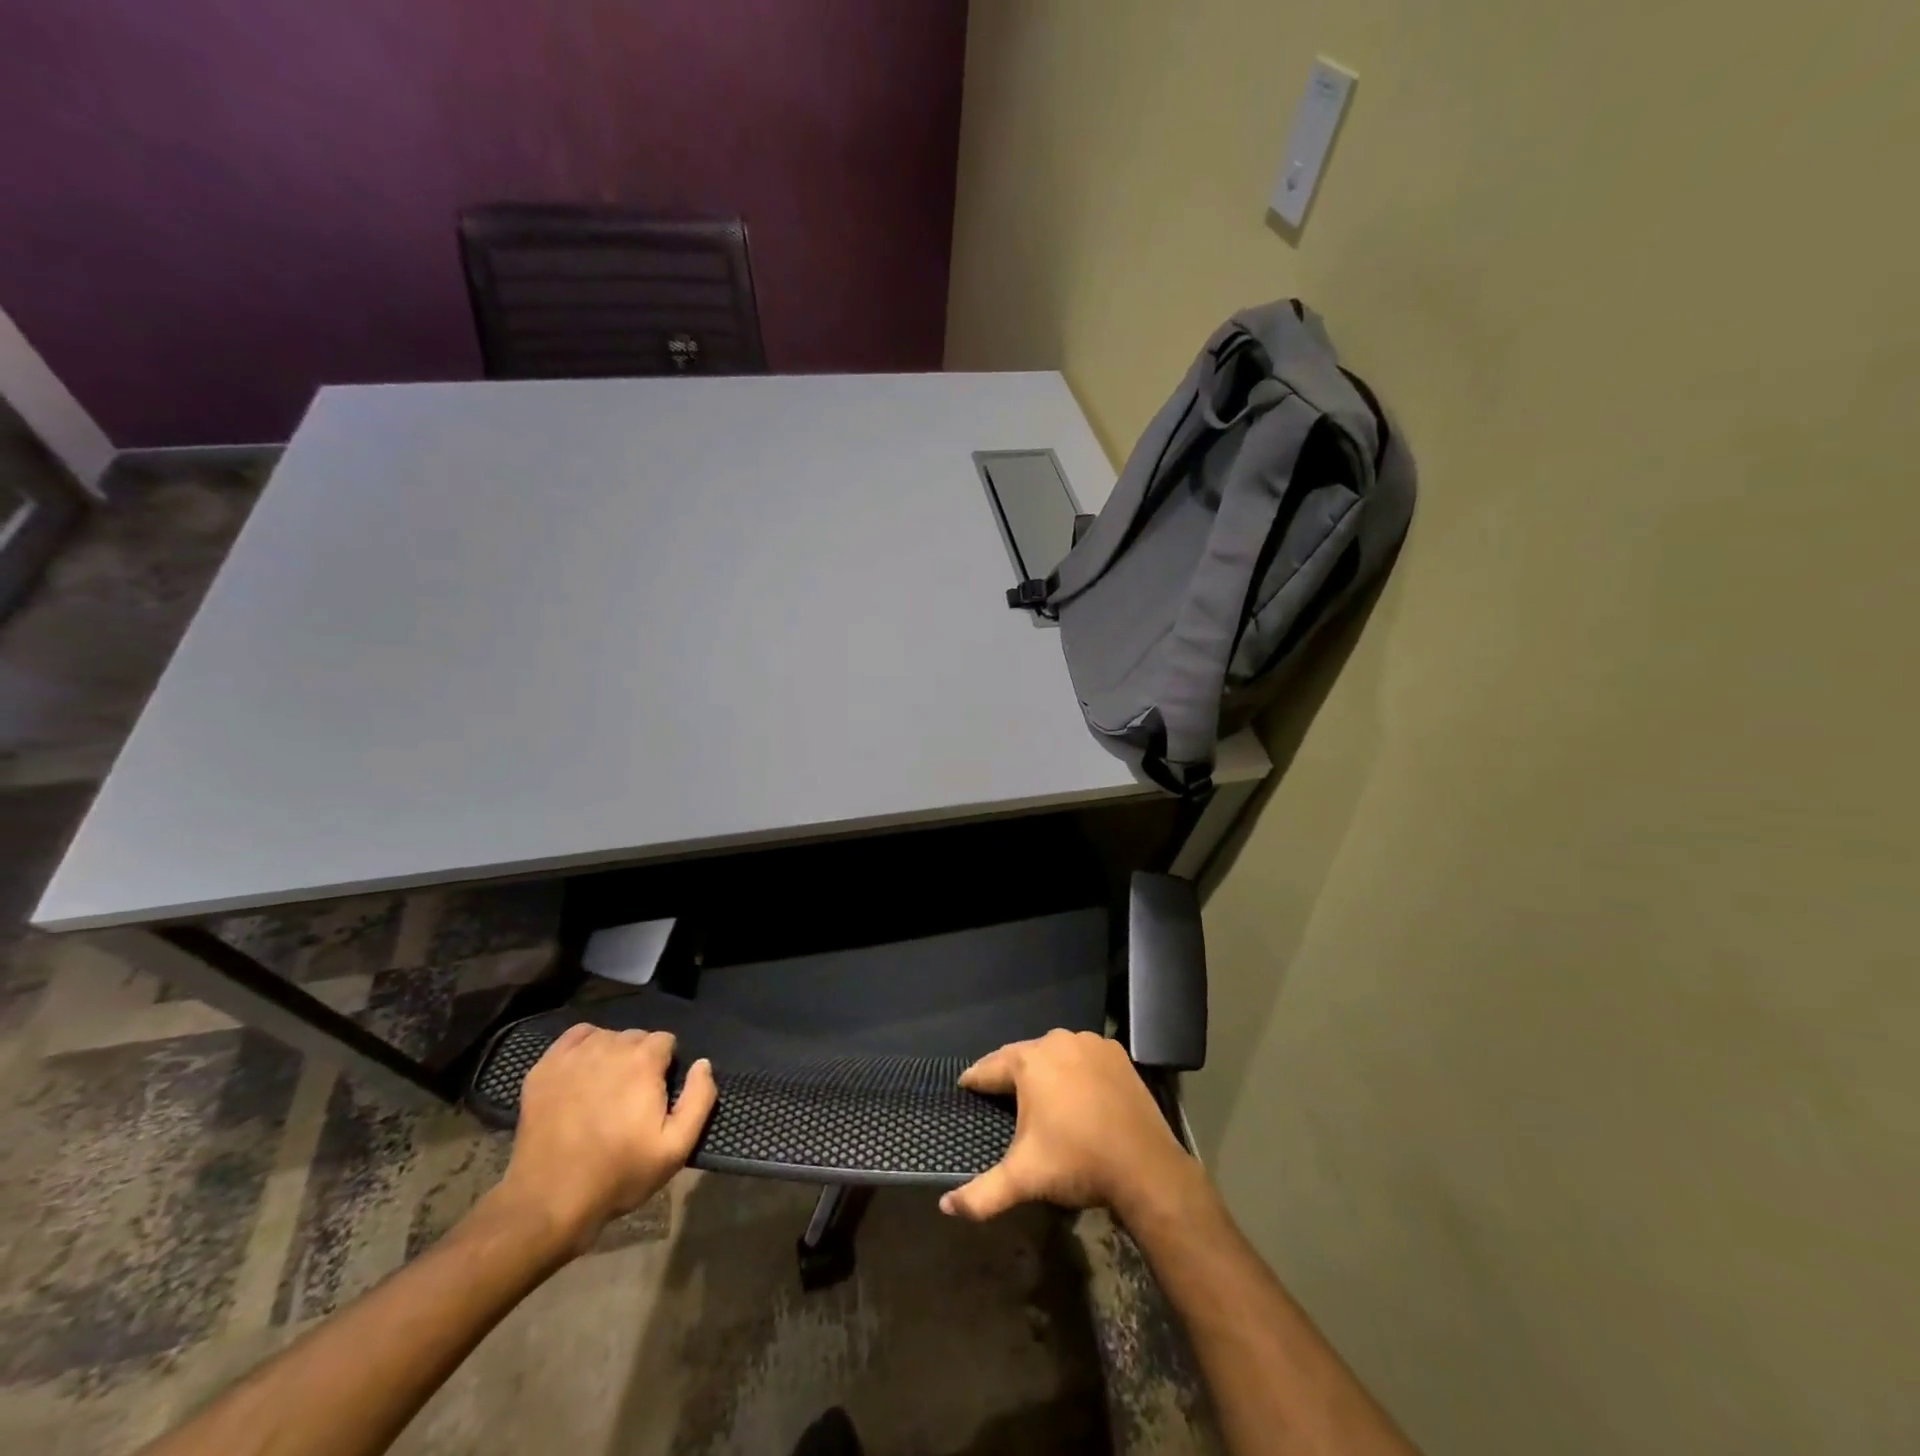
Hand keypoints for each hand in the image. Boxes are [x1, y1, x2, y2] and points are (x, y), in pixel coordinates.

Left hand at [492, 1025, 717, 1255]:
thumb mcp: (676, 1148)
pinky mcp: (544, 1068)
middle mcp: (610, 1047)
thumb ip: (700, 1099)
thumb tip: (703, 1064)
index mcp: (644, 1061)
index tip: (656, 1096)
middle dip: (640, 1060)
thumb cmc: (619, 1174)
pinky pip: (574, 1037)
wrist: (549, 1202)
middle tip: (631, 1098)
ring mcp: (573, 1056)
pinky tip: (583, 1073)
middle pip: (636, 1037)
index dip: (665, 1067)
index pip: (666, 1041)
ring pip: (607, 1037)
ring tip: (605, 1090)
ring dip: (613, 1055)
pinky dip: (584, 1046)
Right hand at [939, 1029, 1203, 1225]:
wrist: (1145, 1165)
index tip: (965, 1086)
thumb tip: (946, 1207)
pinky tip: (1074, 1089)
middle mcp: (1056, 1041)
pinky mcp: (1115, 1052)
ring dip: (1043, 1068)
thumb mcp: (1024, 1179)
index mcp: (1029, 1062)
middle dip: (1008, 1073)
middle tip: (997, 1091)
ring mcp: (1088, 1043)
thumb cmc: (1077, 1163)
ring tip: (1036, 1092)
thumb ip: (982, 1194)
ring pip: (1054, 1052)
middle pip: (1022, 1055)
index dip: (975, 1080)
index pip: (989, 1068)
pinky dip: (1074, 1068)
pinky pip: (1083, 1055)